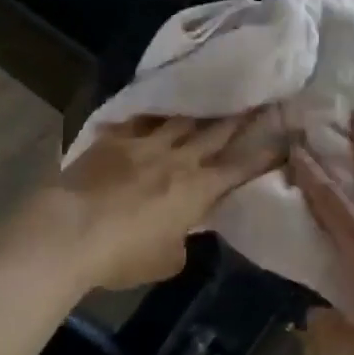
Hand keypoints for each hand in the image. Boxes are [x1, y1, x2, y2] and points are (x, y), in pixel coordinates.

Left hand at [37, 110, 283, 288]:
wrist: (70, 230)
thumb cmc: (122, 254)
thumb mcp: (165, 261)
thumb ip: (182, 241)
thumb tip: (183, 232)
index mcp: (197, 188)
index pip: (239, 167)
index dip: (263, 153)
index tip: (283, 138)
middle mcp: (178, 158)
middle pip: (216, 131)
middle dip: (241, 116)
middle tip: (260, 97)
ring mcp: (145, 143)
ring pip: (181, 119)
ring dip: (200, 109)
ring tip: (214, 93)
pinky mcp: (115, 138)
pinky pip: (140, 120)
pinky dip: (152, 115)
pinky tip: (156, 107)